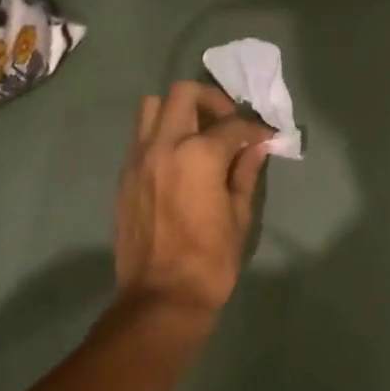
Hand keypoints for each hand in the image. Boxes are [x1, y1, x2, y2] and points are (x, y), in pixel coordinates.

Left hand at [113, 82, 272, 319]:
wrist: (161, 297)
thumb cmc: (210, 261)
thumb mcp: (239, 216)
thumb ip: (245, 173)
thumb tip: (256, 147)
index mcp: (199, 155)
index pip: (232, 125)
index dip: (254, 129)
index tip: (265, 137)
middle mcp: (164, 145)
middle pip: (184, 93)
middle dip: (211, 100)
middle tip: (226, 123)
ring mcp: (138, 158)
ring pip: (152, 107)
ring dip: (177, 111)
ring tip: (196, 134)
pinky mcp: (124, 175)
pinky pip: (140, 136)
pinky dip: (160, 135)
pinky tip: (178, 160)